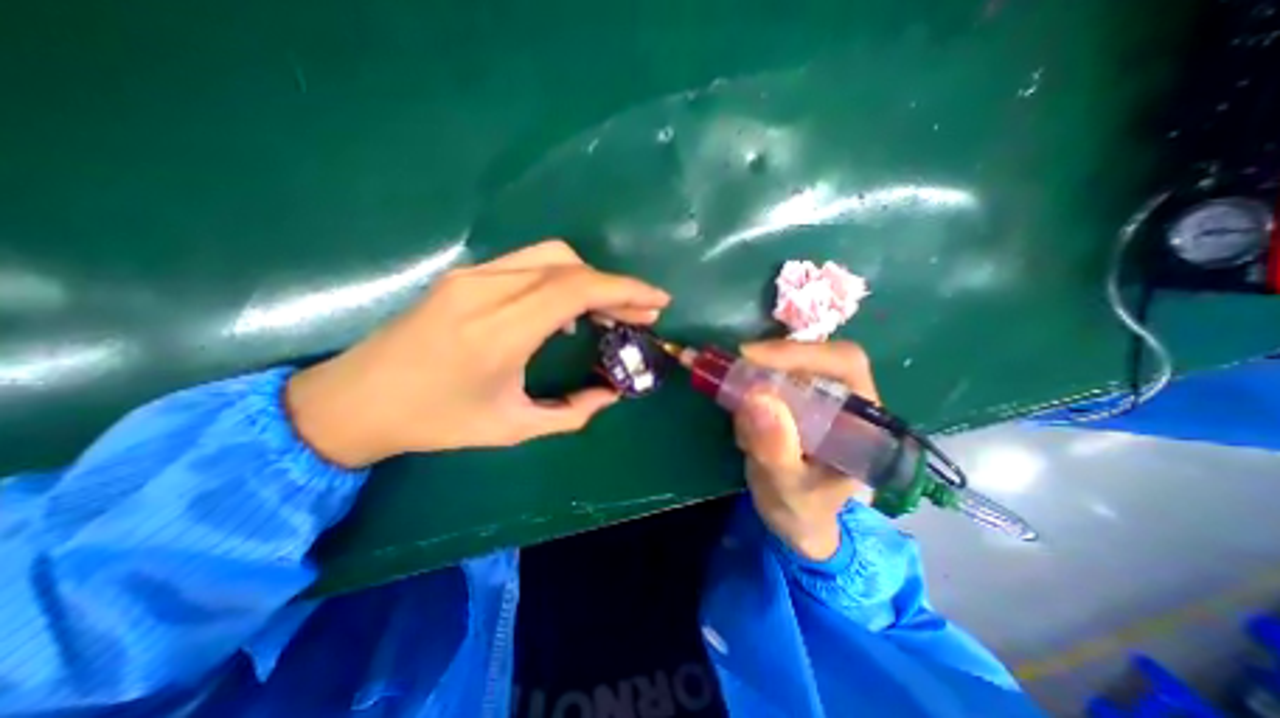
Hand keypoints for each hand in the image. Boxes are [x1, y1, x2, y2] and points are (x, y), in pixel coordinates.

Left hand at [284, 238, 669, 468]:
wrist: (355, 400)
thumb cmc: (434, 421)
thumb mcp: (510, 428)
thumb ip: (570, 413)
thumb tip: (611, 394)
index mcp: (497, 332)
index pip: (575, 289)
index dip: (624, 290)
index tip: (657, 301)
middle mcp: (485, 291)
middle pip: (568, 265)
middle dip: (615, 286)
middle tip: (641, 312)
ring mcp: (472, 276)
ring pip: (551, 256)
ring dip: (589, 280)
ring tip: (609, 312)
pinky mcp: (465, 275)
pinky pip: (529, 265)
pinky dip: (562, 280)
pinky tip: (568, 310)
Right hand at [731, 338, 881, 560]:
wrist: (798, 520)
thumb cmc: (804, 511)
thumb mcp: (788, 490)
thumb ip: (776, 452)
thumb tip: (755, 398)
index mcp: (865, 419)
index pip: (843, 363)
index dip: (798, 352)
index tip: (749, 357)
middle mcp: (846, 398)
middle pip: (810, 356)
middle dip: (765, 363)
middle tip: (728, 373)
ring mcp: (818, 396)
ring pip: (784, 365)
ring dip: (751, 376)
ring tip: (732, 406)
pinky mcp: (795, 398)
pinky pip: (768, 377)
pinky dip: (743, 382)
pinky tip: (734, 408)